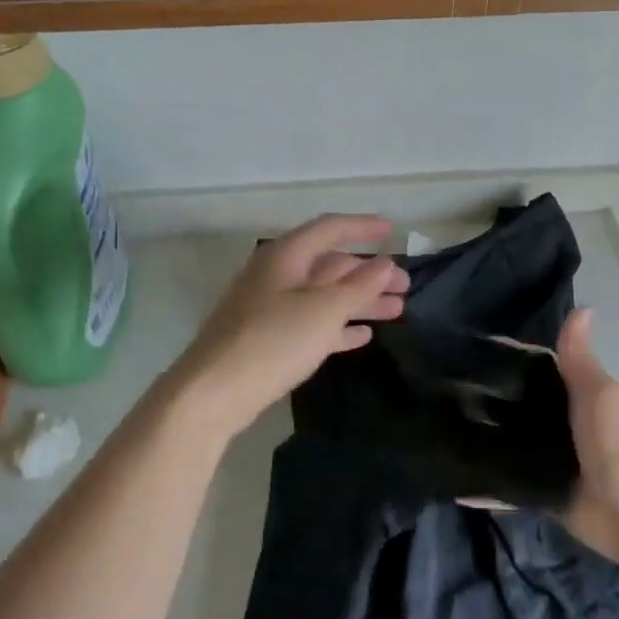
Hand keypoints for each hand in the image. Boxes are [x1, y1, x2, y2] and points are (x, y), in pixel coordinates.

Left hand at [172, 215, 408, 436]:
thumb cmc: (273, 341)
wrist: (213, 392)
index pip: (330, 228)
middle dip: (369, 274)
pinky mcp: (267, 338)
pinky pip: (311, 323)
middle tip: (406, 287)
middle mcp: (277, 274)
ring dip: (360, 301)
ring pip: (324, 296)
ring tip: (396, 311)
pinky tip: (362, 336)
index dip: (363, 227)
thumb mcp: (323, 311)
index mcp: (286, 256)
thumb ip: (358, 286)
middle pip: (330, 265)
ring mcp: (270, 307)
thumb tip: (384, 264)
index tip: (394, 230)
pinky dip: (338, 326)